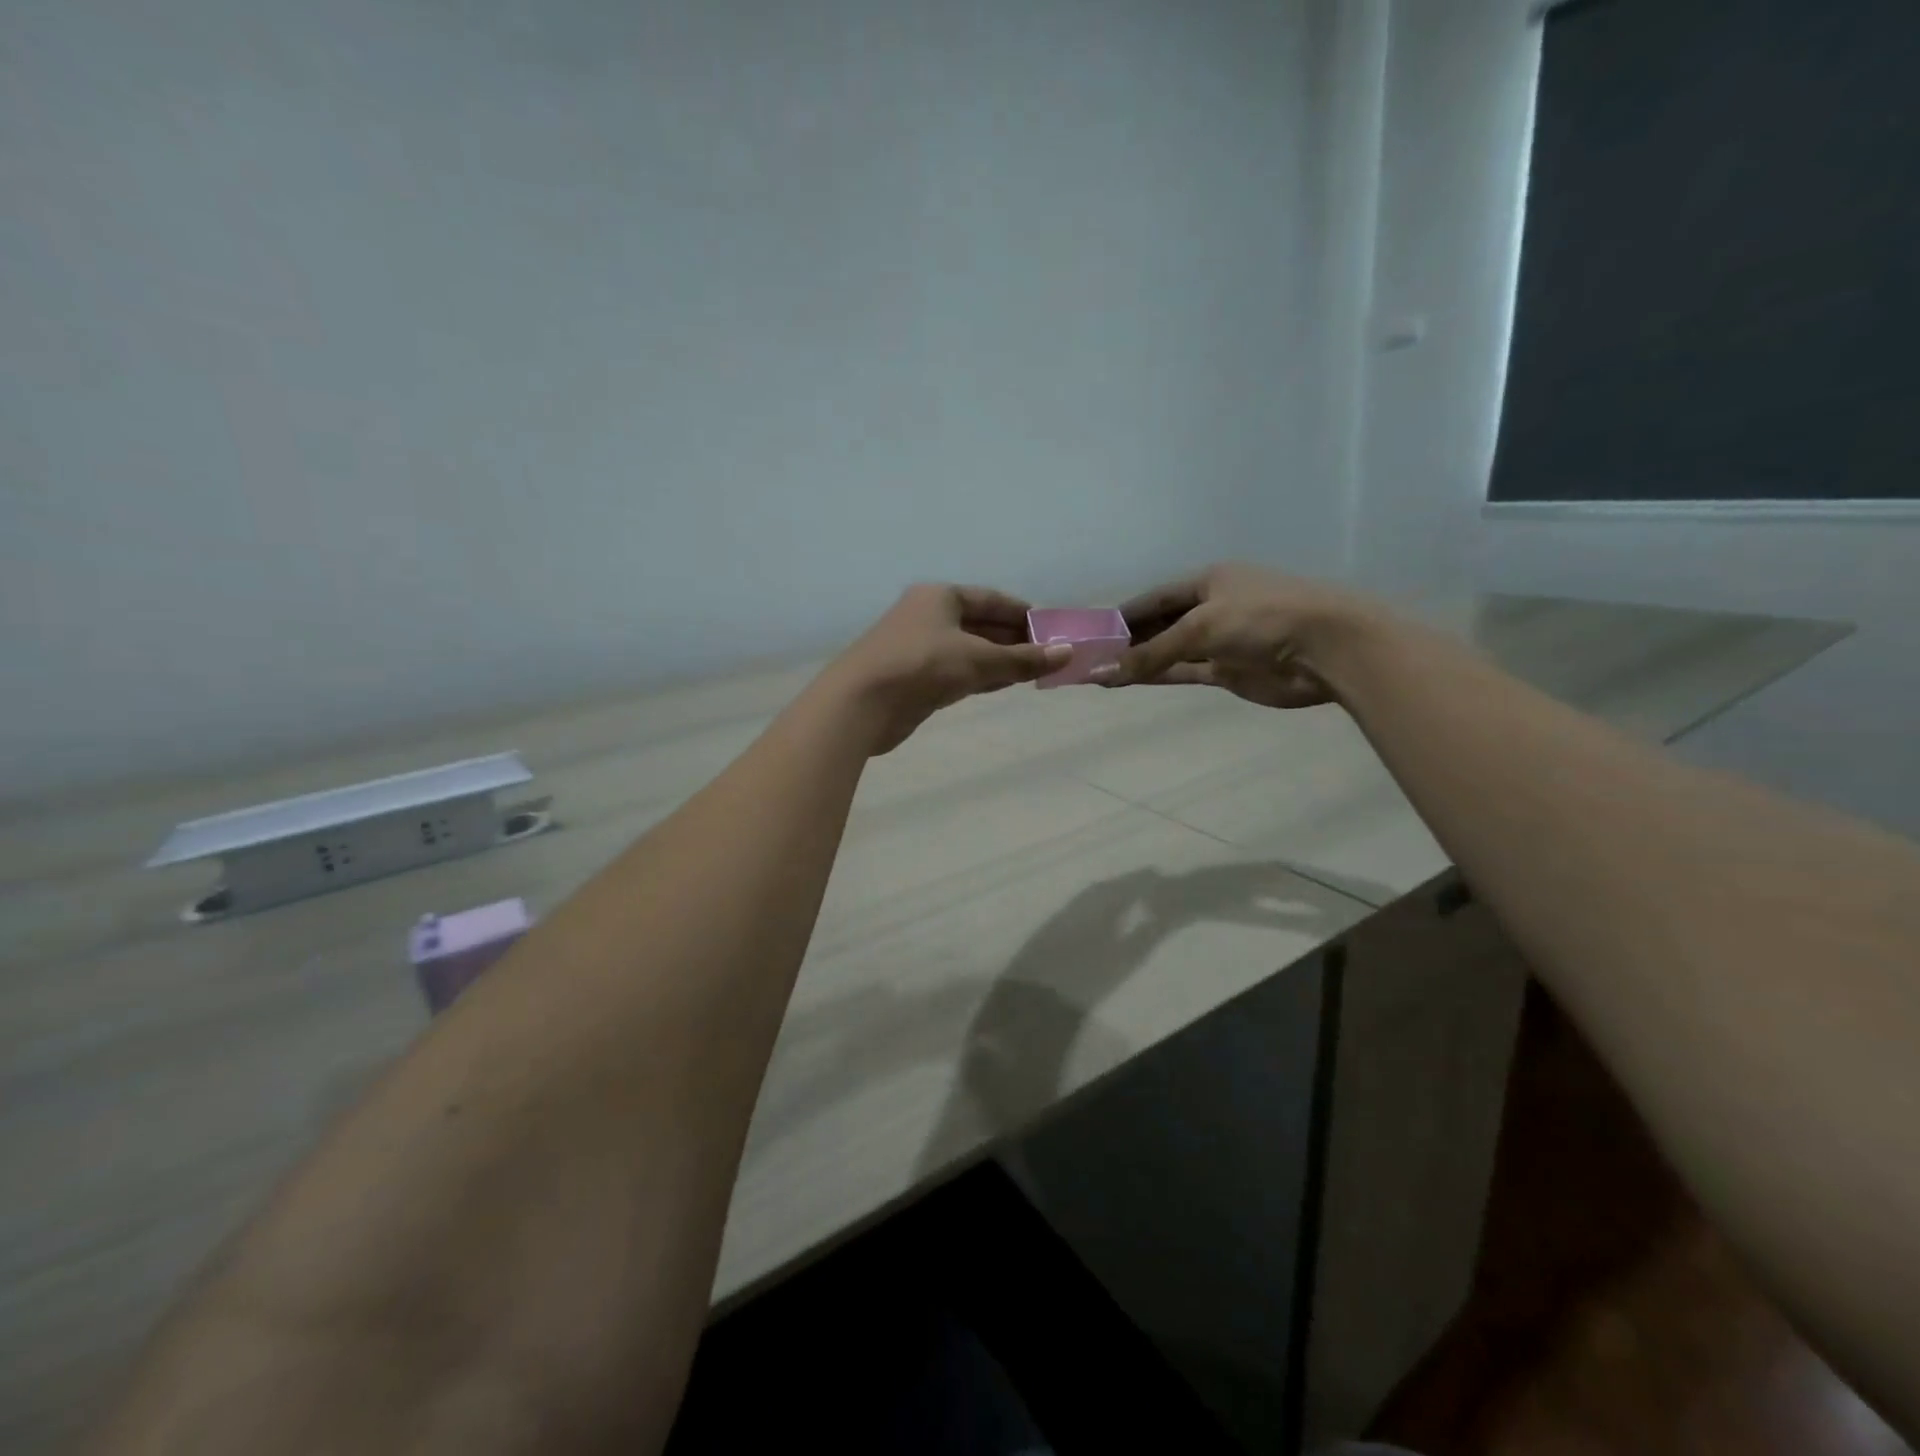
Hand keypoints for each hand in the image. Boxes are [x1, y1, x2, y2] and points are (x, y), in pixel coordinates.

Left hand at [827, 584, 1068, 753]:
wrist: (861, 703)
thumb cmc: (921, 666)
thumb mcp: (978, 659)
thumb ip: (1023, 659)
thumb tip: (1068, 654)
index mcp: (940, 596)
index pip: (990, 599)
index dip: (1022, 612)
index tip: (1051, 627)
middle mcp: (928, 616)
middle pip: (980, 623)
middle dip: (1013, 638)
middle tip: (1048, 653)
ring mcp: (919, 647)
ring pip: (968, 649)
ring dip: (999, 659)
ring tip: (1034, 671)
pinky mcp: (914, 678)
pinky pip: (956, 671)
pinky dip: (980, 675)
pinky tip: (1003, 684)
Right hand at [1102, 562, 1377, 709]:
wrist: (1327, 648)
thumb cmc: (1262, 619)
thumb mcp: (1200, 628)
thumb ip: (1152, 652)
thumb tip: (1104, 671)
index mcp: (1208, 581)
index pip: (1155, 598)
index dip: (1124, 614)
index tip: (1093, 632)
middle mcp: (1212, 607)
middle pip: (1160, 624)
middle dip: (1127, 640)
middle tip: (1090, 657)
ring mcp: (1221, 641)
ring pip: (1169, 651)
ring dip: (1139, 661)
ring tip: (1100, 673)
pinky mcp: (1229, 670)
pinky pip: (1184, 671)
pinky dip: (1159, 676)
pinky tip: (1129, 682)